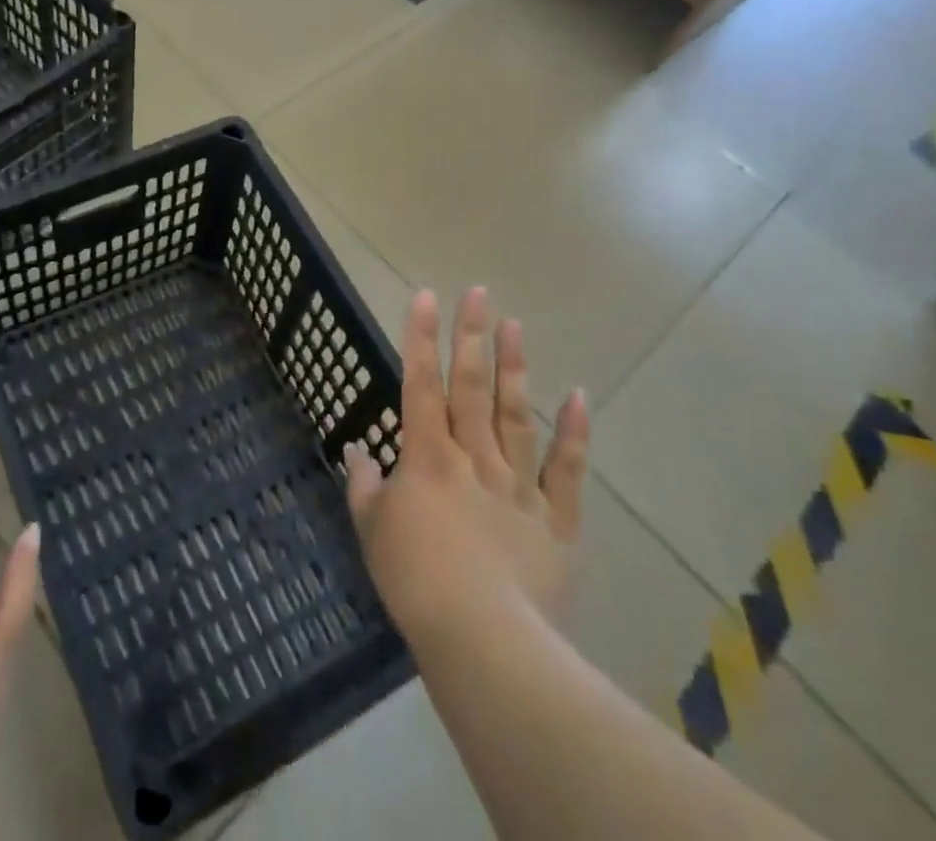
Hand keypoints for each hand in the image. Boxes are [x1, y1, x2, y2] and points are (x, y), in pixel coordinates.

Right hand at [345, 288, 589, 645]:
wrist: (485, 643)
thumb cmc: (415, 582)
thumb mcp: (372, 532)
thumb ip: (363, 486)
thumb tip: (357, 451)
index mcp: (427, 458)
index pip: (420, 384)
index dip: (420, 338)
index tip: (426, 296)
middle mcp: (473, 458)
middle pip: (472, 387)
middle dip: (471, 336)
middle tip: (478, 292)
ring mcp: (518, 486)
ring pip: (516, 415)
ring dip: (515, 368)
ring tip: (515, 325)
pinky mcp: (555, 520)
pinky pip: (566, 471)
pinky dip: (575, 434)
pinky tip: (579, 396)